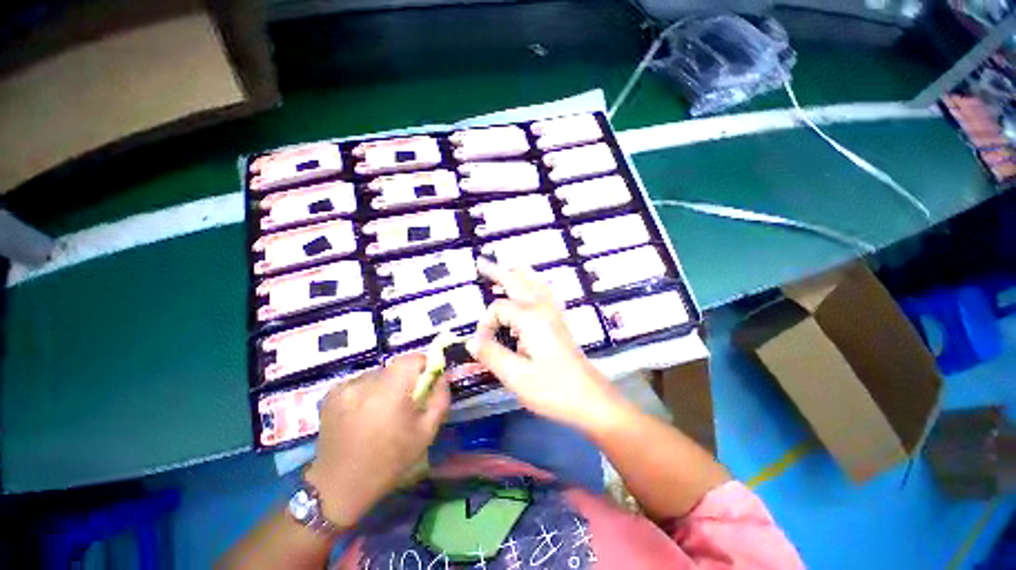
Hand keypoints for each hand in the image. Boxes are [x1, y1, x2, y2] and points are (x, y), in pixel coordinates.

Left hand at [305, 354, 448, 527]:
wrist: (340, 486)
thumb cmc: (389, 461)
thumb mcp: (426, 433)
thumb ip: (440, 399)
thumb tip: (442, 376)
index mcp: (390, 392)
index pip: (411, 359)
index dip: (423, 366)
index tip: (425, 382)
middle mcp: (365, 384)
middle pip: (394, 367)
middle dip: (404, 380)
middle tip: (404, 403)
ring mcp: (345, 388)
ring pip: (377, 374)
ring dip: (384, 386)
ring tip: (381, 412)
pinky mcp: (331, 394)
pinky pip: (360, 382)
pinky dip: (366, 392)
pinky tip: (363, 414)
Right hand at [467, 259, 622, 430]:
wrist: (590, 398)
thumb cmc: (553, 389)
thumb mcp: (516, 376)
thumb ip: (491, 354)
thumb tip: (471, 341)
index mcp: (530, 318)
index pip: (498, 309)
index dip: (485, 324)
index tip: (481, 345)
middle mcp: (543, 308)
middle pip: (518, 281)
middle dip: (498, 272)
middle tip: (482, 262)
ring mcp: (554, 312)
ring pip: (535, 282)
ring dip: (517, 273)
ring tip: (505, 268)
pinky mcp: (560, 320)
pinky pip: (546, 292)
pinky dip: (534, 283)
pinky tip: (532, 286)